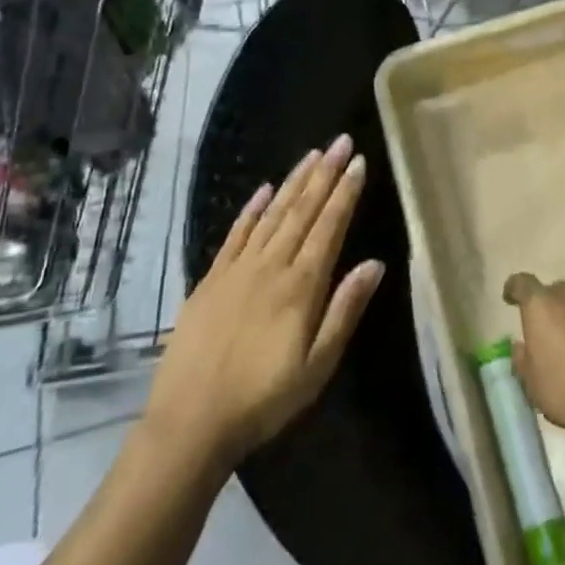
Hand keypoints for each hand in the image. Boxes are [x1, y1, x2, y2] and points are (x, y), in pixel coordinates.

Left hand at [151, 136, 383, 463]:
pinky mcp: (210, 279)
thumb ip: (345, 310)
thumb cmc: (263, 399)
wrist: (189, 421)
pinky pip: (235, 234)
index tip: (359, 162)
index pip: (329, 227)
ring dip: (294, 182)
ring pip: (272, 214)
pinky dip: (251, 208)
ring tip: (313, 155)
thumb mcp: (317, 366)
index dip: (345, 193)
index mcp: (301, 286)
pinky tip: (264, 189)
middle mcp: (271, 267)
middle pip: (302, 211)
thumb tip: (375, 264)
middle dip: (324, 174)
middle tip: (341, 142)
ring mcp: (237, 269)